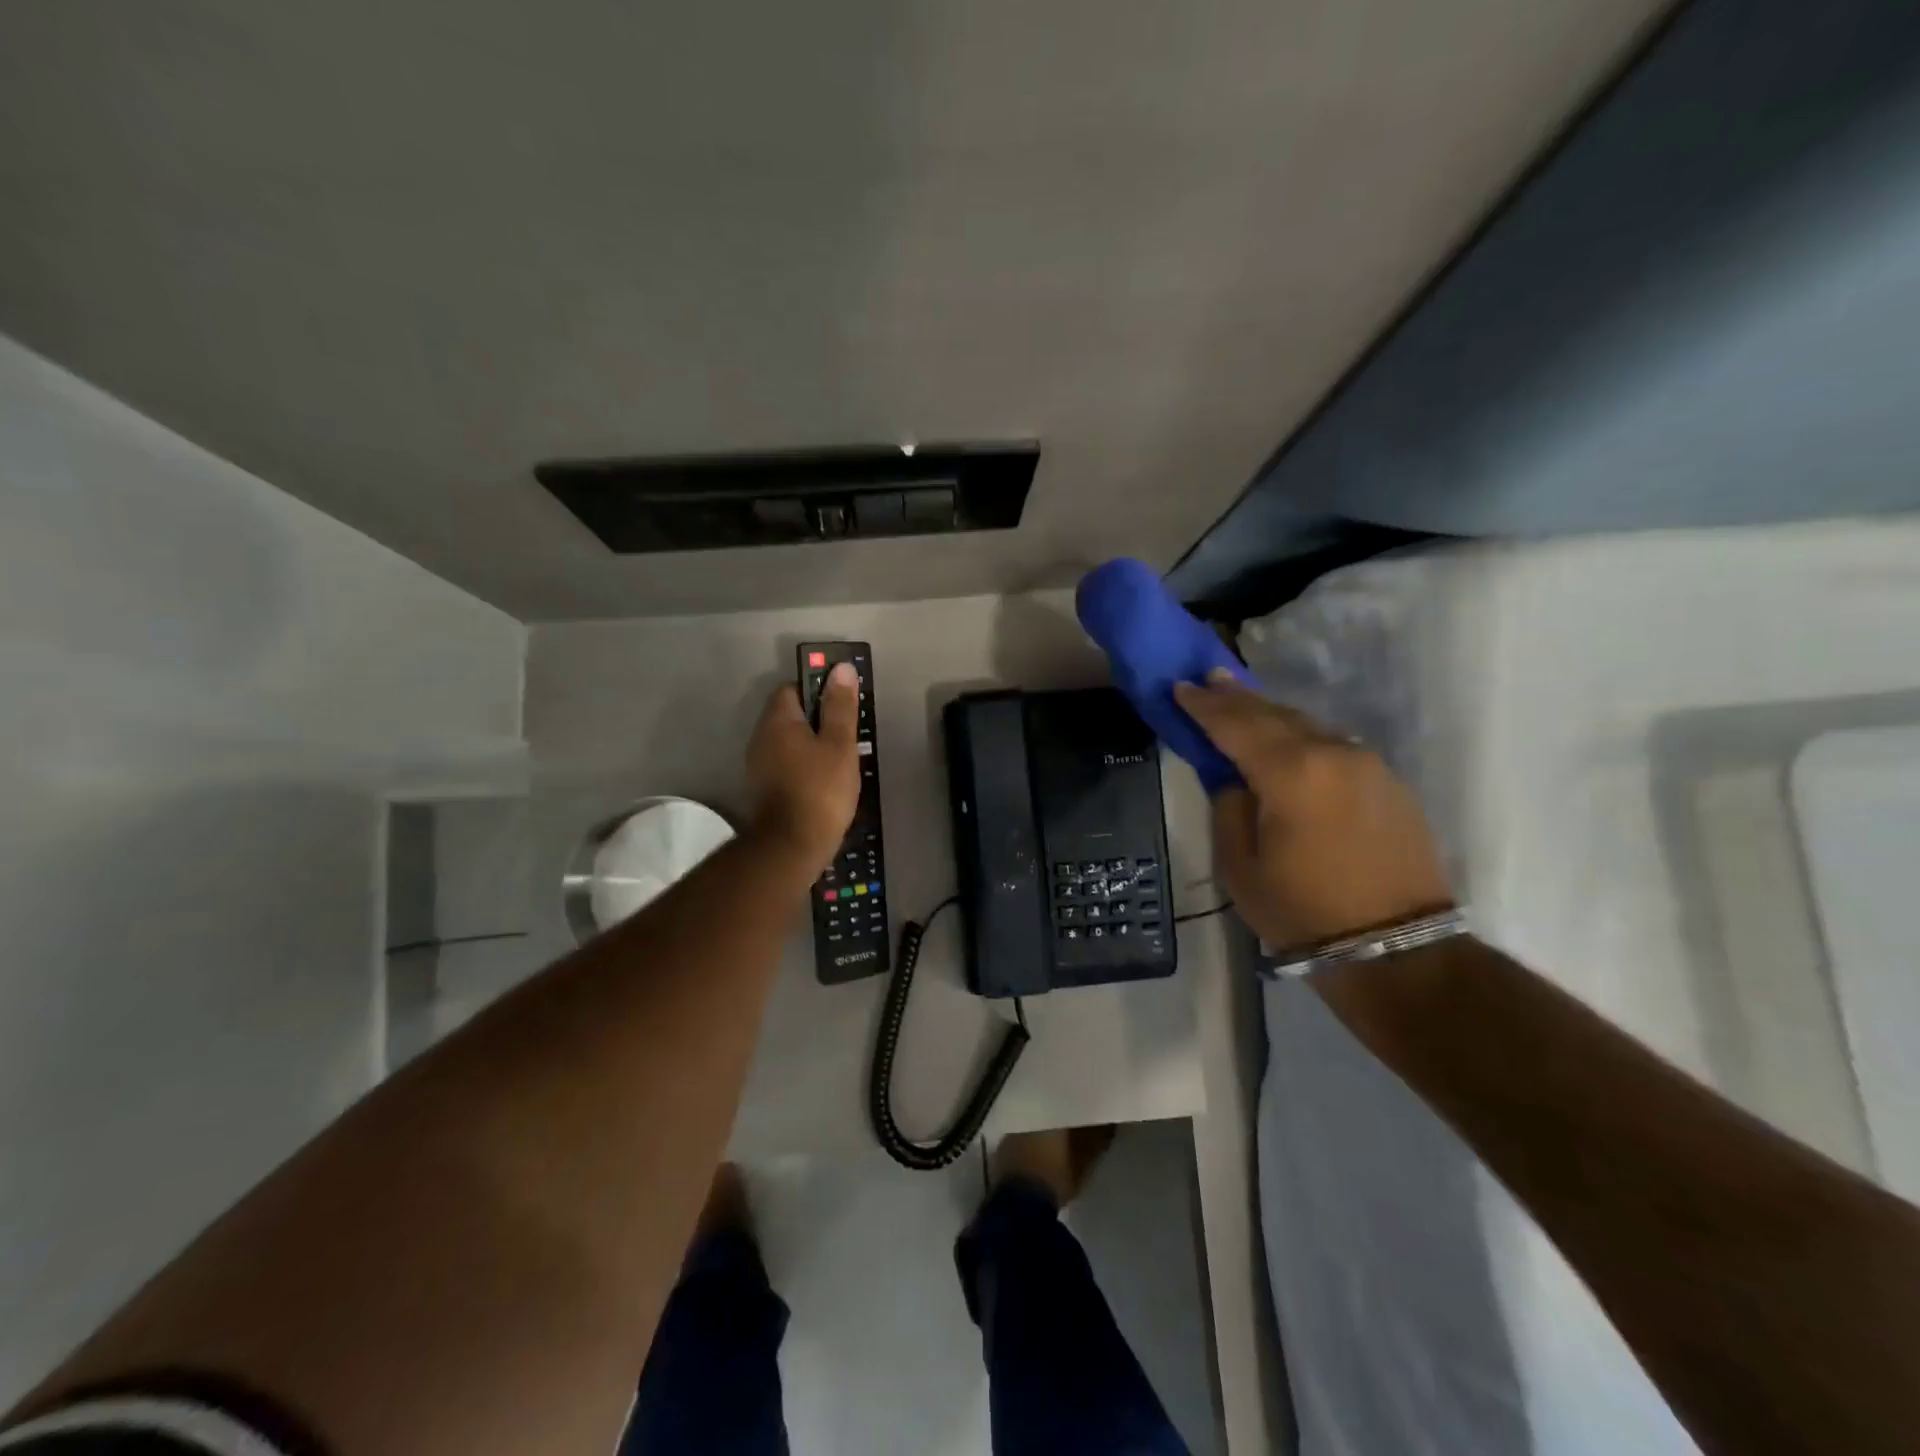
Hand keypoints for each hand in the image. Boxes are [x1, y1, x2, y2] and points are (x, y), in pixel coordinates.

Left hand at [744, 663, 860, 871]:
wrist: (792, 846)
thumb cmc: (820, 790)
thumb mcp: (839, 744)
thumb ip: (840, 706)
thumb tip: (841, 668)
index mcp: (778, 721)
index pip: (792, 688)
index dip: (818, 689)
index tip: (842, 703)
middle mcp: (761, 737)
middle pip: (790, 714)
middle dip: (817, 718)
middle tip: (848, 732)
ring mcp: (758, 765)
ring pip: (788, 741)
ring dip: (811, 743)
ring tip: (841, 758)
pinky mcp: (763, 788)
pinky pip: (786, 763)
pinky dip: (804, 764)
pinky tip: (825, 780)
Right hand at [1174, 669, 1452, 948]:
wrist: (1397, 950)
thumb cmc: (1302, 911)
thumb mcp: (1240, 865)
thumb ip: (1230, 806)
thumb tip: (1235, 779)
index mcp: (1290, 773)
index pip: (1235, 725)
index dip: (1203, 706)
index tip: (1179, 687)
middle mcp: (1332, 753)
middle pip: (1274, 714)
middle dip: (1237, 698)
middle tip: (1208, 680)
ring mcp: (1367, 764)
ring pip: (1308, 726)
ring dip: (1270, 715)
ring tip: (1241, 705)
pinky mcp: (1388, 782)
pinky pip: (1333, 746)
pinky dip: (1302, 737)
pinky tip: (1287, 742)